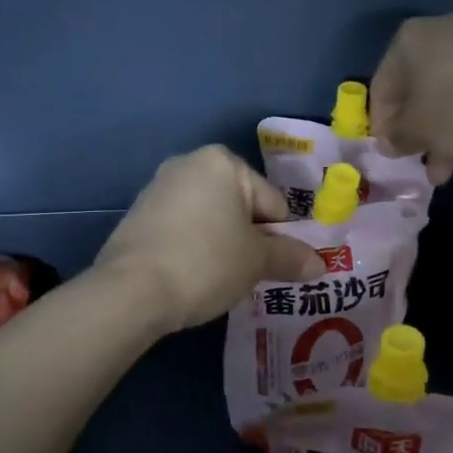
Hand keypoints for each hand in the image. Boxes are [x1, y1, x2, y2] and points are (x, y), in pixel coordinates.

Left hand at [96, 146, 325, 332]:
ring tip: (218, 279)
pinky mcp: (137, 216)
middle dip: (249, 239)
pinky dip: (193, 248)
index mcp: (223, 162)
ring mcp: (158, 188)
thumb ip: (291, 258)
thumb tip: (320, 264)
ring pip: (210, 219)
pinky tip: (190, 276)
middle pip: (240, 207)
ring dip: (221, 245)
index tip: (272, 267)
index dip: (280, 238)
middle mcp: (188, 164)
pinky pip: (182, 230)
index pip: (273, 202)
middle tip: (248, 275)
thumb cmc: (206, 262)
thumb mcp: (257, 262)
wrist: (132, 291)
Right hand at [369, 14, 452, 183]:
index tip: (388, 151)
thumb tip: (390, 142)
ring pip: (443, 96)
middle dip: (414, 130)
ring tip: (442, 170)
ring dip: (438, 133)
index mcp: (408, 40)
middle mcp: (438, 32)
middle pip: (414, 90)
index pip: (381, 87)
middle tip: (415, 158)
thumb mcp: (416, 132)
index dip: (381, 124)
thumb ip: (395, 137)